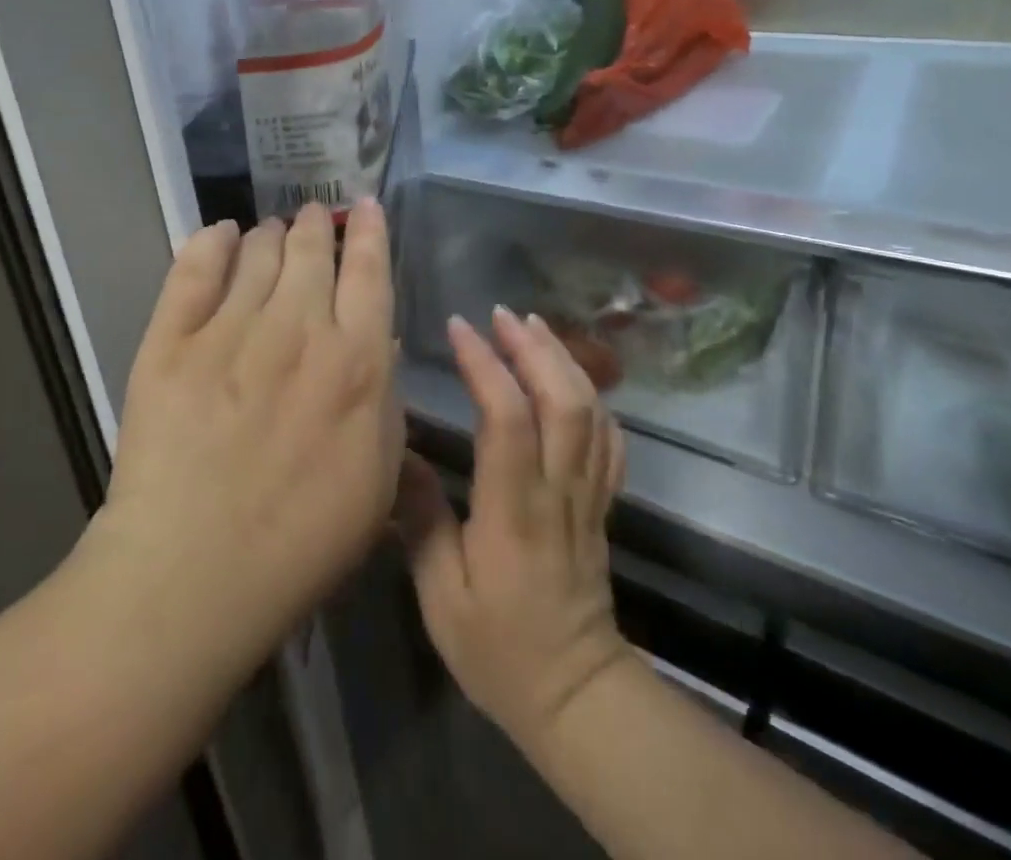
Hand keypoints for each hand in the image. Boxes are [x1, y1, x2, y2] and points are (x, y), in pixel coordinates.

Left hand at [88, 200, 402, 668]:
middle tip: (314, 217)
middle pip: (312, 248)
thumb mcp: (377, 478)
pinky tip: (221, 234)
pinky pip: (194, 268)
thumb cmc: (301, 540)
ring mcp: (230, 328)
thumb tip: (376, 339)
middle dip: (318, 224)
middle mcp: (297, 327)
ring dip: (271, 234)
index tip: (367, 206)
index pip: (370, 270)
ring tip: (272, 231)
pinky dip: (211, 241)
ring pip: (258, 251)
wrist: (193, 573)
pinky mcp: (171, 339)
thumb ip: (385, 399)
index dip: (371, 230)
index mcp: (355, 359)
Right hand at [397, 307, 630, 750]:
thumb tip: (400, 452)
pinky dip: (594, 396)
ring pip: (591, 411)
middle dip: (534, 348)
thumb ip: (421, 520)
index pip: (509, 420)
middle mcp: (559, 492)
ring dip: (563, 360)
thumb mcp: (441, 597)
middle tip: (500, 314)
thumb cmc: (500, 651)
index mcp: (515, 512)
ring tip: (532, 326)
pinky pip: (610, 440)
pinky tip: (572, 375)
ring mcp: (588, 496)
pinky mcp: (602, 504)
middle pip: (563, 401)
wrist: (577, 698)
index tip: (459, 328)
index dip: (486, 366)